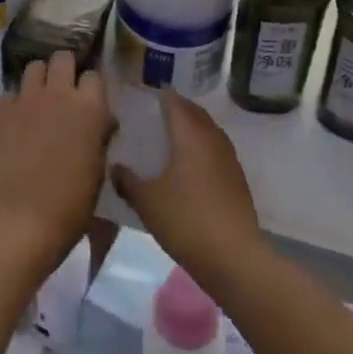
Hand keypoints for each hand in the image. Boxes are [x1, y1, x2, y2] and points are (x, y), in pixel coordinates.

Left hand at [0, 51, 112, 268]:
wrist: (23, 222)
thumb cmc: (72, 202)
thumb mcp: (99, 167)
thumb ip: (99, 134)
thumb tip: (101, 120)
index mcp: (89, 107)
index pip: (94, 75)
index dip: (91, 87)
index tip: (89, 100)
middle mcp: (58, 93)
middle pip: (63, 58)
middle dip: (65, 69)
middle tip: (64, 91)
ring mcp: (25, 100)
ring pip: (34, 68)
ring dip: (40, 81)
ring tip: (39, 101)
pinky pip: (10, 94)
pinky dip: (16, 104)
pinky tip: (16, 124)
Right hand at [112, 92, 264, 284]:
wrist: (233, 256)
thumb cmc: (186, 220)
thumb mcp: (147, 202)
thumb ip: (128, 181)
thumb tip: (115, 167)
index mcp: (190, 134)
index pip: (174, 102)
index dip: (160, 97)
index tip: (144, 97)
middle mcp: (212, 138)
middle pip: (194, 112)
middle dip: (177, 109)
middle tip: (155, 116)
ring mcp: (229, 157)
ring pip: (208, 130)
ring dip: (191, 128)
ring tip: (171, 139)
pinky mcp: (237, 178)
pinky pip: (216, 150)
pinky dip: (202, 148)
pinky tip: (190, 167)